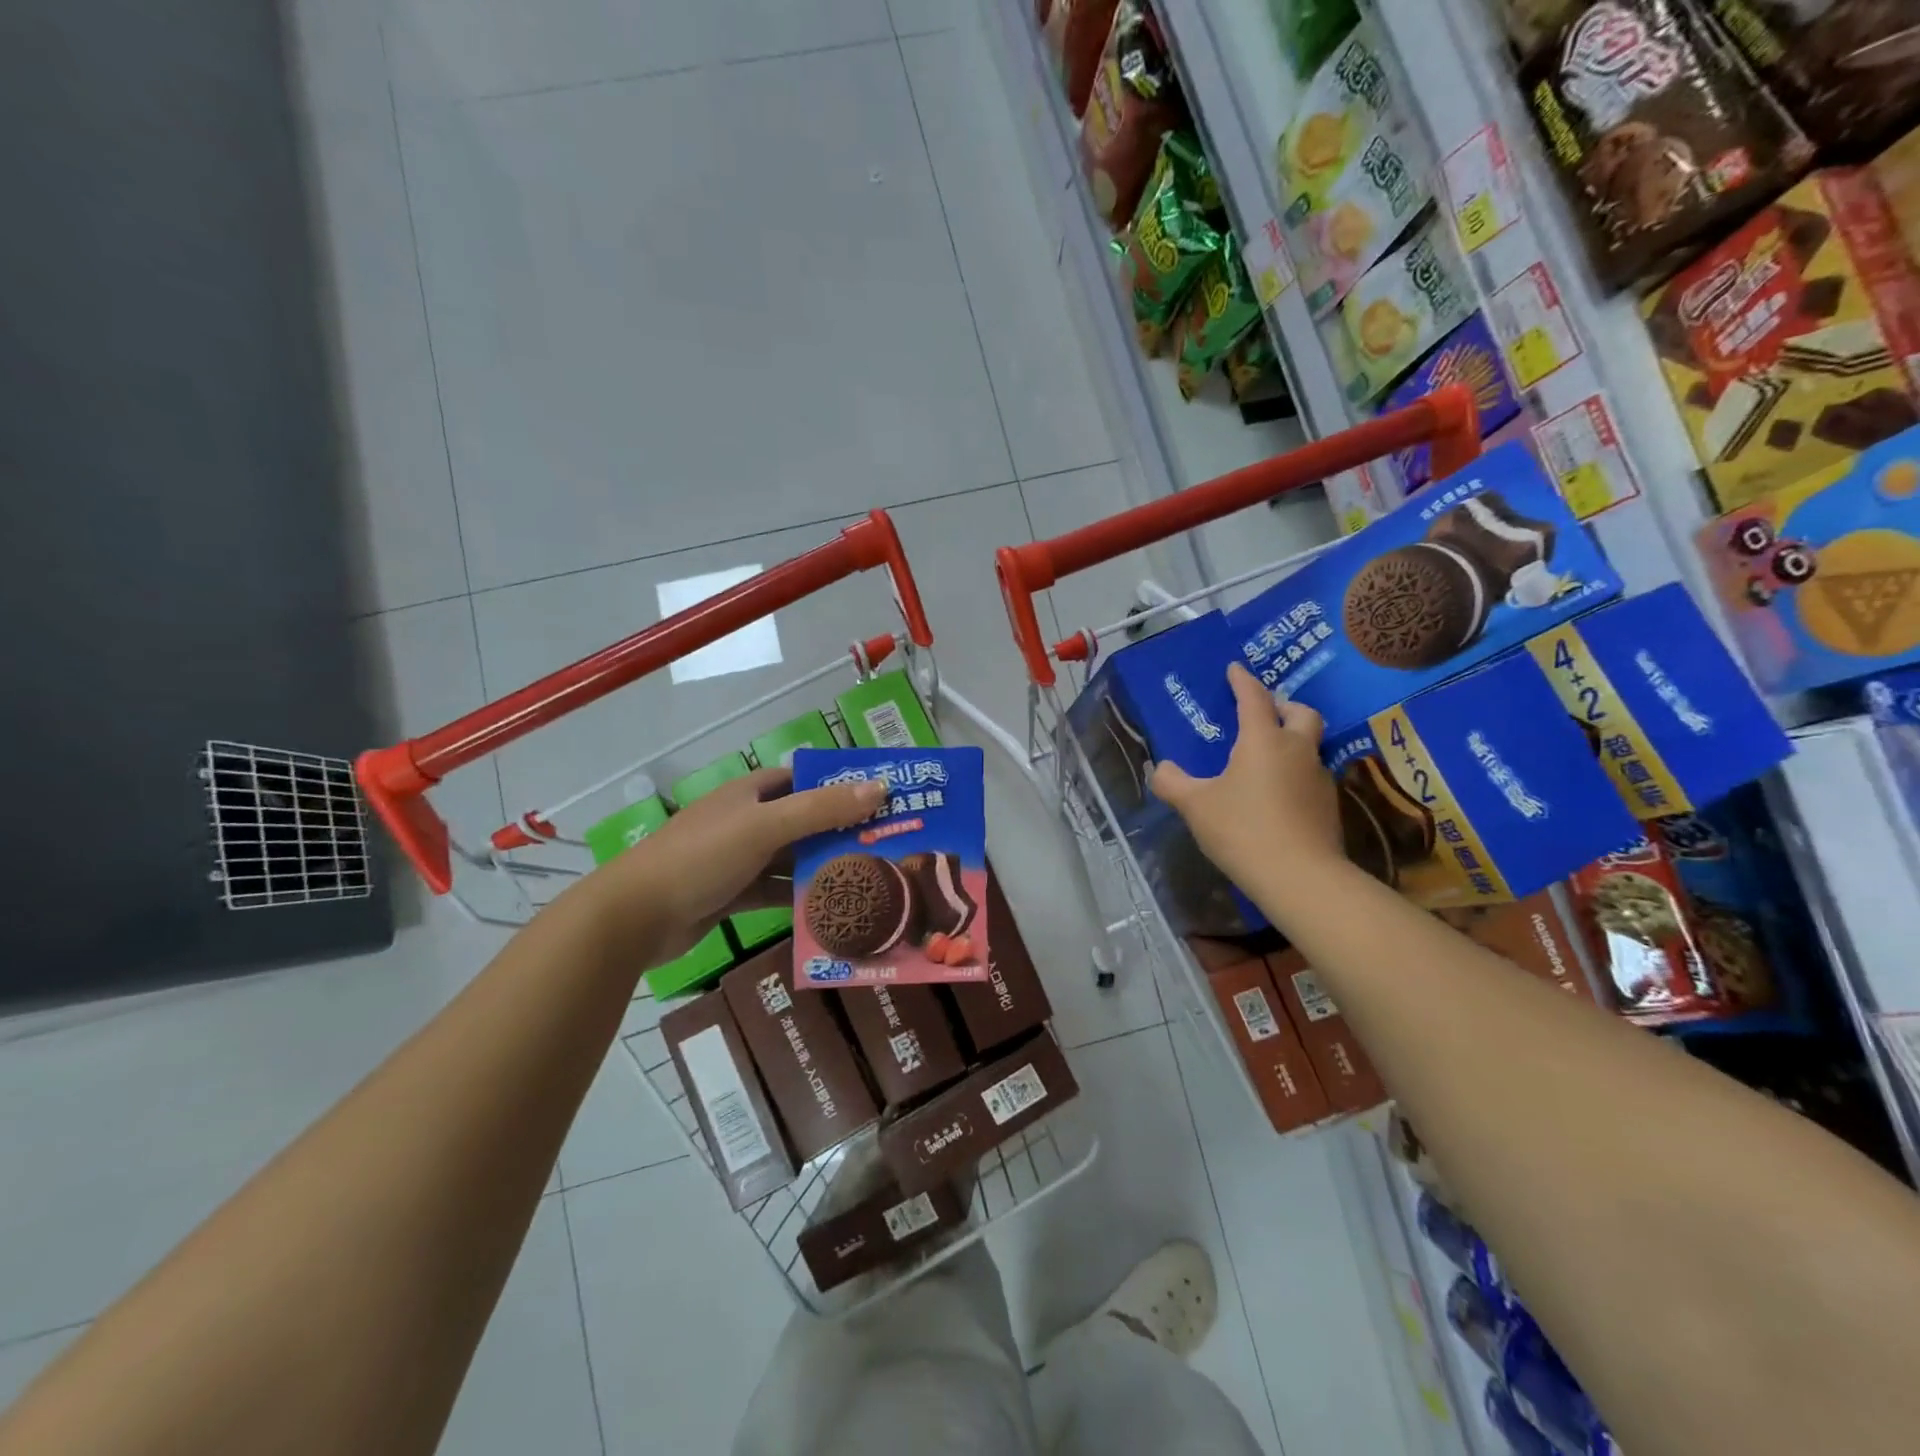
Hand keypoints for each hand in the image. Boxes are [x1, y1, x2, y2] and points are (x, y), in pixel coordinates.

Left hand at [579, 768, 883, 962]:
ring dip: (821, 866)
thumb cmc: (702, 856)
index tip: (878, 798)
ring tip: (869, 878)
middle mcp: (745, 820)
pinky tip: (830, 908)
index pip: (801, 780)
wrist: (636, 916)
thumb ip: (821, 809)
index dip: (837, 785)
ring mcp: (737, 859)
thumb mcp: (765, 826)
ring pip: (789, 858)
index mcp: (749, 793)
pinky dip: (798, 897)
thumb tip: (880, 788)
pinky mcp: (731, 894)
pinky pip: (774, 891)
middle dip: (837, 830)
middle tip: (885, 844)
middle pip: (801, 820)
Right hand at [1150, 663, 1342, 890]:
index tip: (1235, 669)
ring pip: (1310, 745)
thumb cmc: (1242, 829)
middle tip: (1265, 712)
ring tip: (1267, 756)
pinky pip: (1310, 775)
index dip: (1243, 681)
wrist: (1300, 877)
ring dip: (1292, 741)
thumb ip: (1173, 782)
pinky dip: (1294, 773)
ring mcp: (1318, 778)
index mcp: (1263, 740)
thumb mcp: (1195, 805)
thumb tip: (1161, 768)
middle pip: (1302, 713)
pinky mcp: (1328, 806)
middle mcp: (1297, 750)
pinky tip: (1277, 793)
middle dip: (1284, 706)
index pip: (1254, 698)